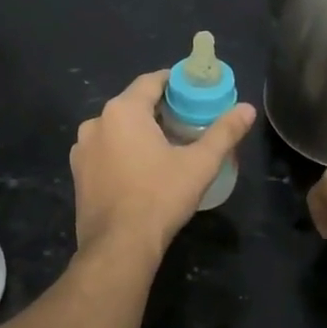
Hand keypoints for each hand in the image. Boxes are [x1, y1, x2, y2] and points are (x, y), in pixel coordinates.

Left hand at [71, 72, 255, 263]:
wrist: (119, 246)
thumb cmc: (160, 197)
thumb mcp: (199, 164)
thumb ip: (224, 132)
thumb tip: (248, 109)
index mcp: (122, 111)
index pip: (150, 81)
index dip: (174, 82)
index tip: (193, 91)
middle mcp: (96, 123)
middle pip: (132, 104)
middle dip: (158, 109)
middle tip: (186, 121)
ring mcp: (82, 149)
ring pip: (116, 129)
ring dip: (138, 132)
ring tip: (165, 147)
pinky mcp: (78, 173)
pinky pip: (105, 151)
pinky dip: (122, 151)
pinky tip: (141, 169)